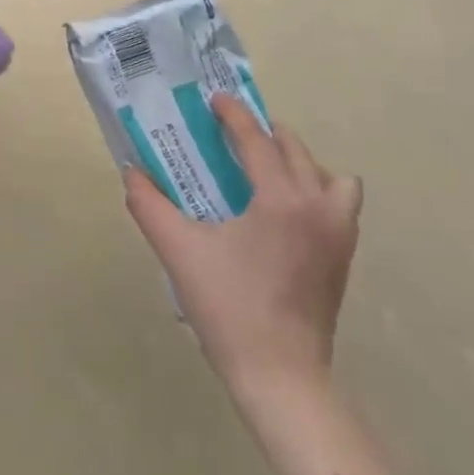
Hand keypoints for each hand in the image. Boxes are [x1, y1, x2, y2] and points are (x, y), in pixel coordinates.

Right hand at [124, 94, 362, 418]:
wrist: (279, 375)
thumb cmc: (228, 306)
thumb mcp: (179, 250)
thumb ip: (149, 205)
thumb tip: (131, 172)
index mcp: (282, 200)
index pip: (258, 142)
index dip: (234, 116)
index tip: (215, 99)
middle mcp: (319, 208)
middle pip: (297, 151)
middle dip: (265, 133)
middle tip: (232, 133)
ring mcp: (338, 235)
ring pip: (330, 177)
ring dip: (300, 162)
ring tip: (265, 170)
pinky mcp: (342, 259)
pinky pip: (339, 204)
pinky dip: (316, 191)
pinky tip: (282, 210)